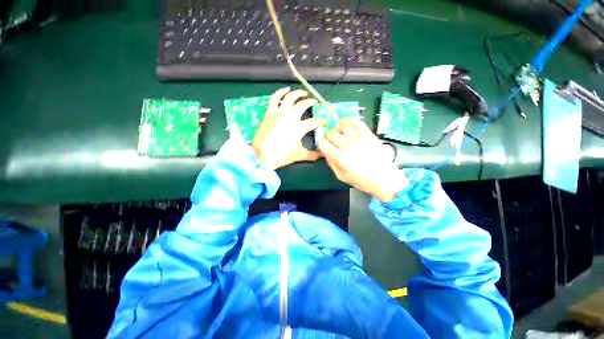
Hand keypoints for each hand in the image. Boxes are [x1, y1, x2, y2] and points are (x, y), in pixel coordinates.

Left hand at [252, 88, 324, 169]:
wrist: (262, 156)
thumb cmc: (281, 156)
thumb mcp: (299, 155)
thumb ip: (312, 155)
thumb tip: (322, 156)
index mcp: (299, 127)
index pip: (314, 122)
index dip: (321, 121)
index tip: (324, 122)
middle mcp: (291, 117)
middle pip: (303, 105)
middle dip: (311, 102)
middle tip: (315, 102)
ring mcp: (279, 113)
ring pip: (290, 97)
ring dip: (298, 93)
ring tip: (303, 93)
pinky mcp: (270, 112)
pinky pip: (275, 98)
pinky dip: (280, 92)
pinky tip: (286, 89)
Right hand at [319, 120, 408, 202]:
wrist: (384, 178)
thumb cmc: (362, 180)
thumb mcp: (342, 176)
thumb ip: (331, 163)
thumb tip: (325, 151)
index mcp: (341, 158)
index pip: (324, 144)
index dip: (321, 144)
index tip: (324, 146)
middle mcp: (348, 146)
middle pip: (331, 133)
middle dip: (328, 137)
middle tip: (332, 141)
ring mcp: (359, 139)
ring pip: (342, 125)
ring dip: (337, 128)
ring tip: (340, 133)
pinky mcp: (368, 134)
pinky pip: (356, 122)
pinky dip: (349, 121)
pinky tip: (347, 125)